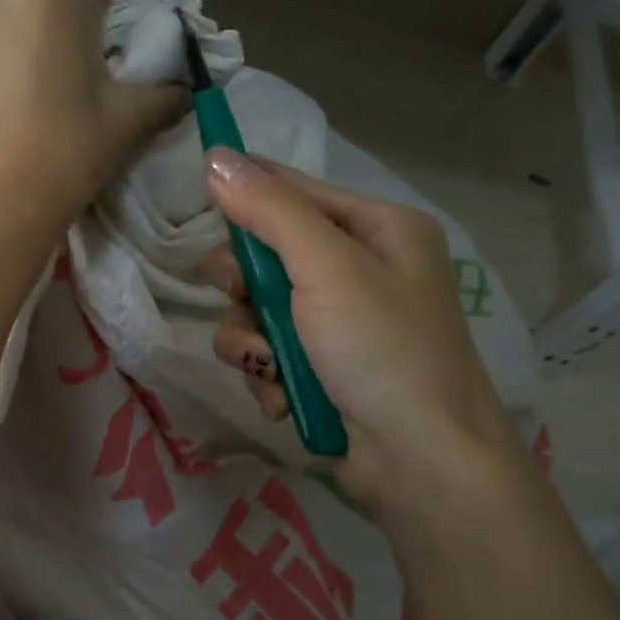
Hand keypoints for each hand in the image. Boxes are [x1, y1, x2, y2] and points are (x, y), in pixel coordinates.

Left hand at [0, 0, 187, 257]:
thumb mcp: (128, 119)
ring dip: (61, 21)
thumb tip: (180, 86)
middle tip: (115, 52)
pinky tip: (42, 91)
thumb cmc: (61, 154)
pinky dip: (29, 40)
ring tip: (78, 76)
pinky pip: (2, 24)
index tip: (140, 21)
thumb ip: (165, 88)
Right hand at [203, 151, 525, 510]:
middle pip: (266, 254)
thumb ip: (270, 211)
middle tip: (242, 299)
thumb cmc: (382, 350)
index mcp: (378, 230)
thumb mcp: (328, 268)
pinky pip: (265, 354)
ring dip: (251, 340)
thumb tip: (216, 156)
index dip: (245, 192)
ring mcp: (337, 325)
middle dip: (245, 284)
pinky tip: (283, 394)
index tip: (199, 197)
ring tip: (270, 365)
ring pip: (255, 310)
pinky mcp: (318, 369)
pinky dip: (266, 374)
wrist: (420, 463)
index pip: (294, 190)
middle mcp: (358, 270)